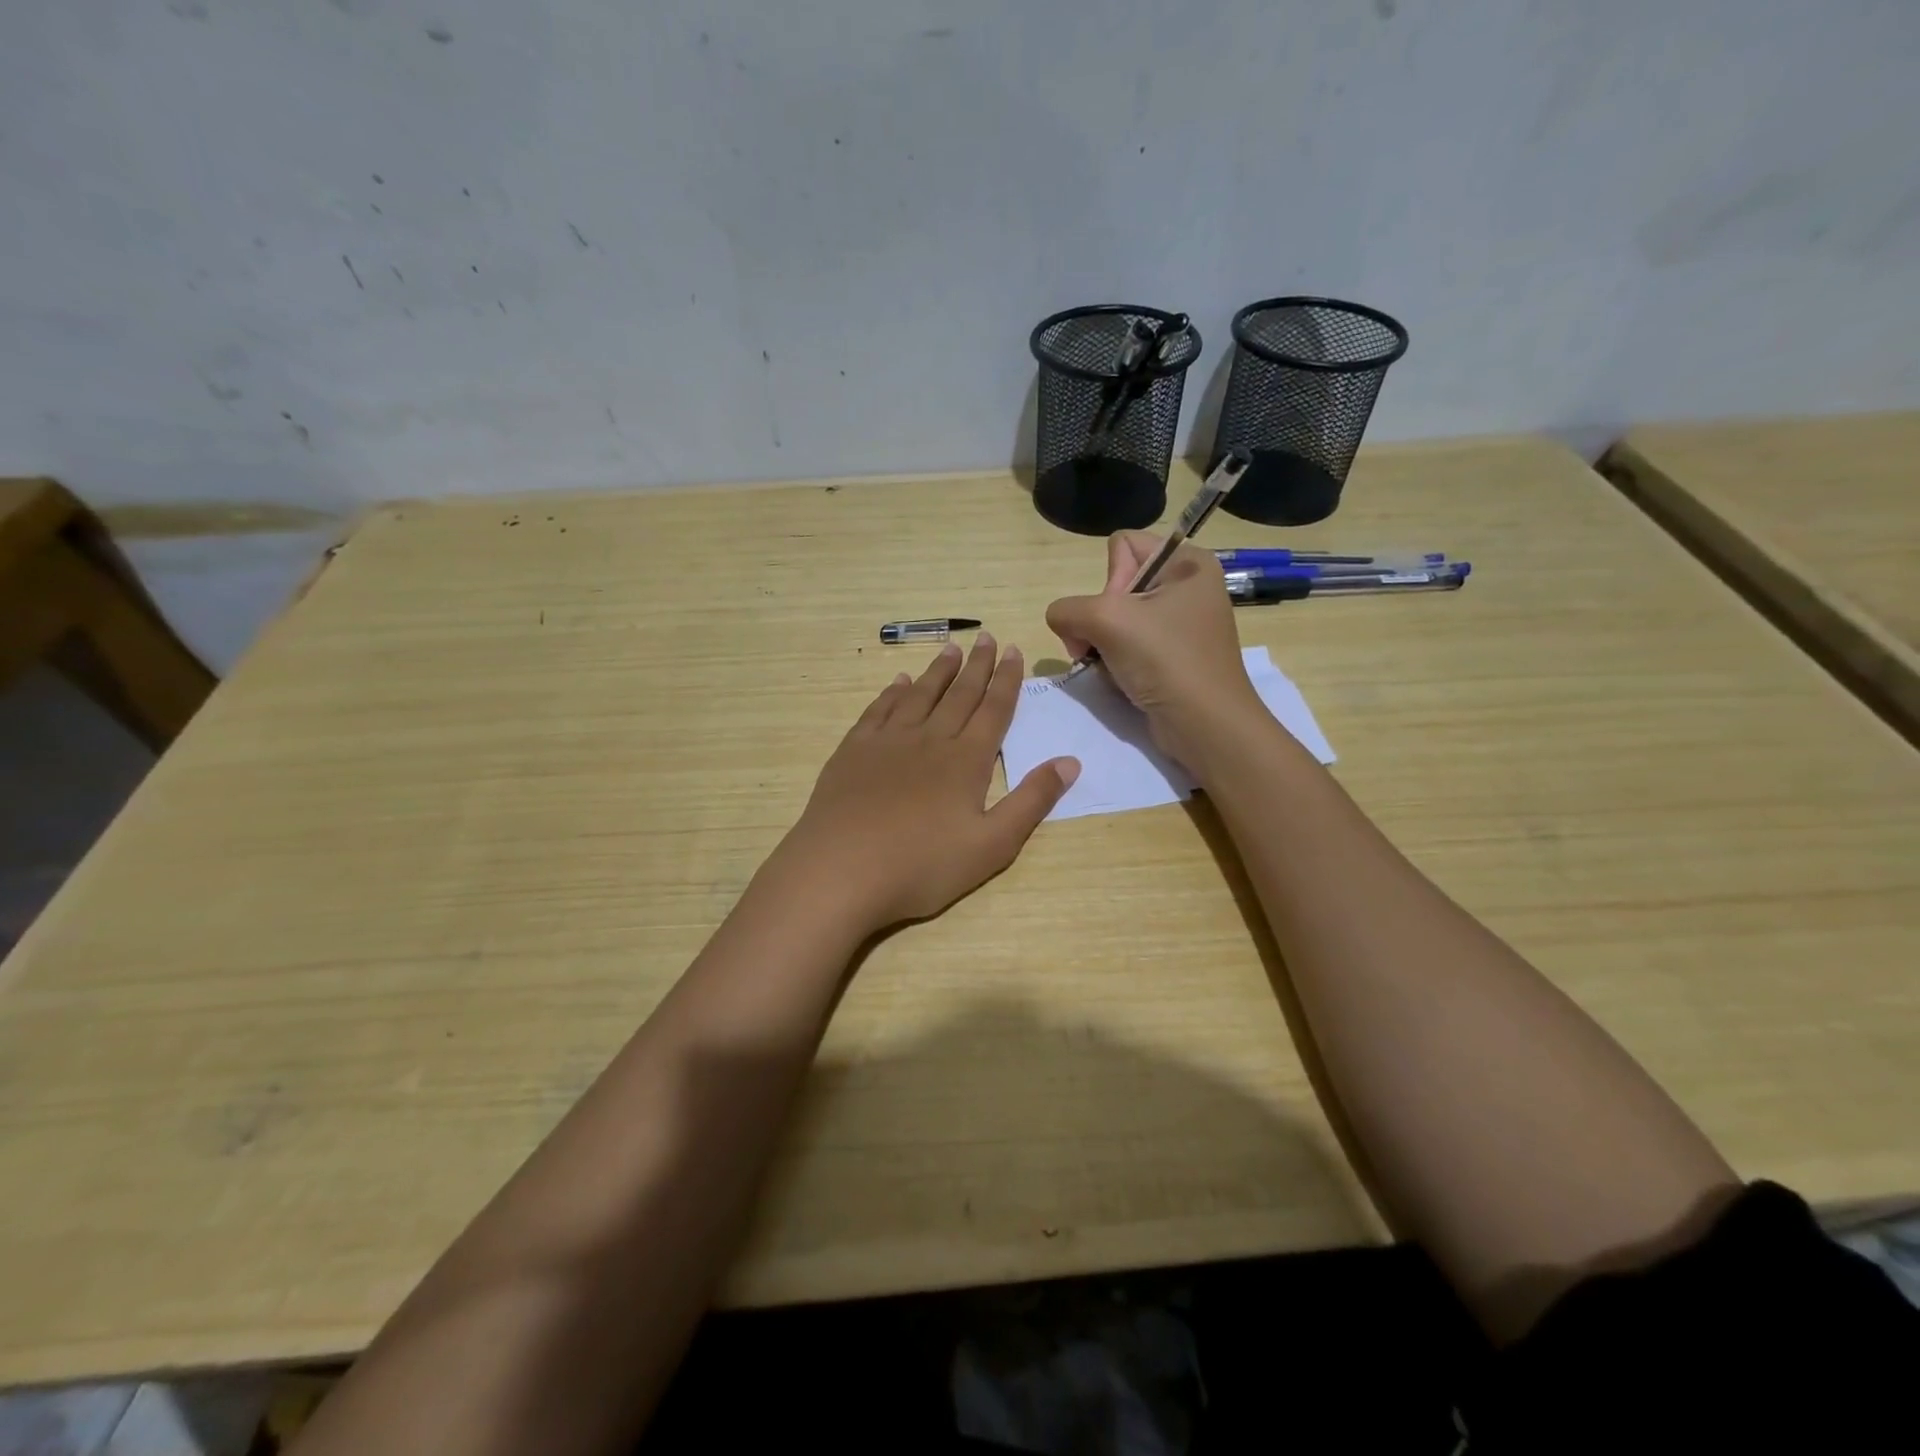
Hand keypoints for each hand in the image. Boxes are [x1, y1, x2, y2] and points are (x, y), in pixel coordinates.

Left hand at [777, 634, 1078, 930]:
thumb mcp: (992, 845)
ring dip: (938, 671)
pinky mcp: (853, 751)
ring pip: (920, 694)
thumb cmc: (922, 865)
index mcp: (966, 761)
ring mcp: (888, 742)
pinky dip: (892, 692)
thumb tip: (1071, 761)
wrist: (841, 870)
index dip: (1007, 680)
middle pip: (959, 694)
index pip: (994, 710)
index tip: (1014, 651)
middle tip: (986, 637)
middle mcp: (930, 739)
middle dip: (977, 665)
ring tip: (950, 648)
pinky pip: (879, 710)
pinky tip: (899, 682)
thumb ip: (1032, 801)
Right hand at [1045, 531, 1261, 763]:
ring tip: (1111, 668)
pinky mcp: (1174, 656)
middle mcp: (1188, 586)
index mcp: (1188, 562)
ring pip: (1116, 620)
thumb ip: (1067, 609)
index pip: (1122, 546)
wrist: (1205, 725)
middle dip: (1099, 619)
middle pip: (1116, 586)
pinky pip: (1129, 646)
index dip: (1110, 580)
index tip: (1120, 614)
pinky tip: (1122, 680)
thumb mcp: (1106, 619)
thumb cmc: (1165, 660)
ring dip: (1102, 645)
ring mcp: (1181, 624)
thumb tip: (1061, 621)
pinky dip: (1116, 662)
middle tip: (1106, 646)